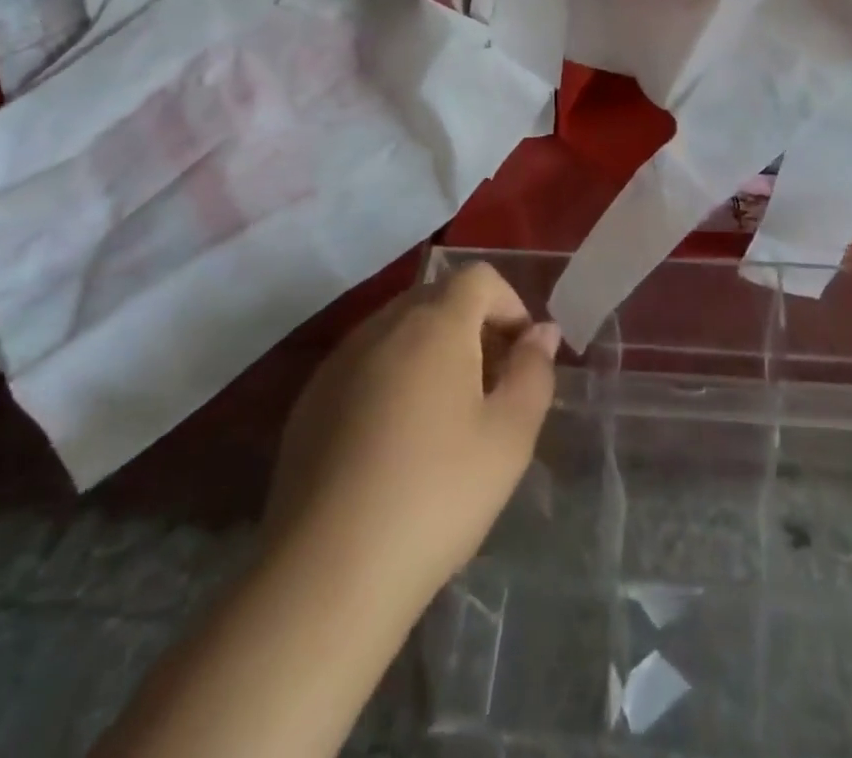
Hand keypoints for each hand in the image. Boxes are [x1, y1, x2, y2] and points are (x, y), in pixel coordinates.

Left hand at [266, 262, 559, 612]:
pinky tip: (394, 441)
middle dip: (473, 327)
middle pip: (437, 298)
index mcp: (434, 324)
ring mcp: (338, 362)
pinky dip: (391, 378)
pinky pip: (364, 364)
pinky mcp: (309, 401)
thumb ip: (534, 371)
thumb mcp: (510, 436)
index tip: (521, 355)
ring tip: (444, 416)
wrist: (328, 573)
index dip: (510, 304)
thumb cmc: (437, 494)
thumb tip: (542, 332)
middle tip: (490, 386)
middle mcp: (382, 326)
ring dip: (431, 351)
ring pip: (398, 330)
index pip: (478, 277)